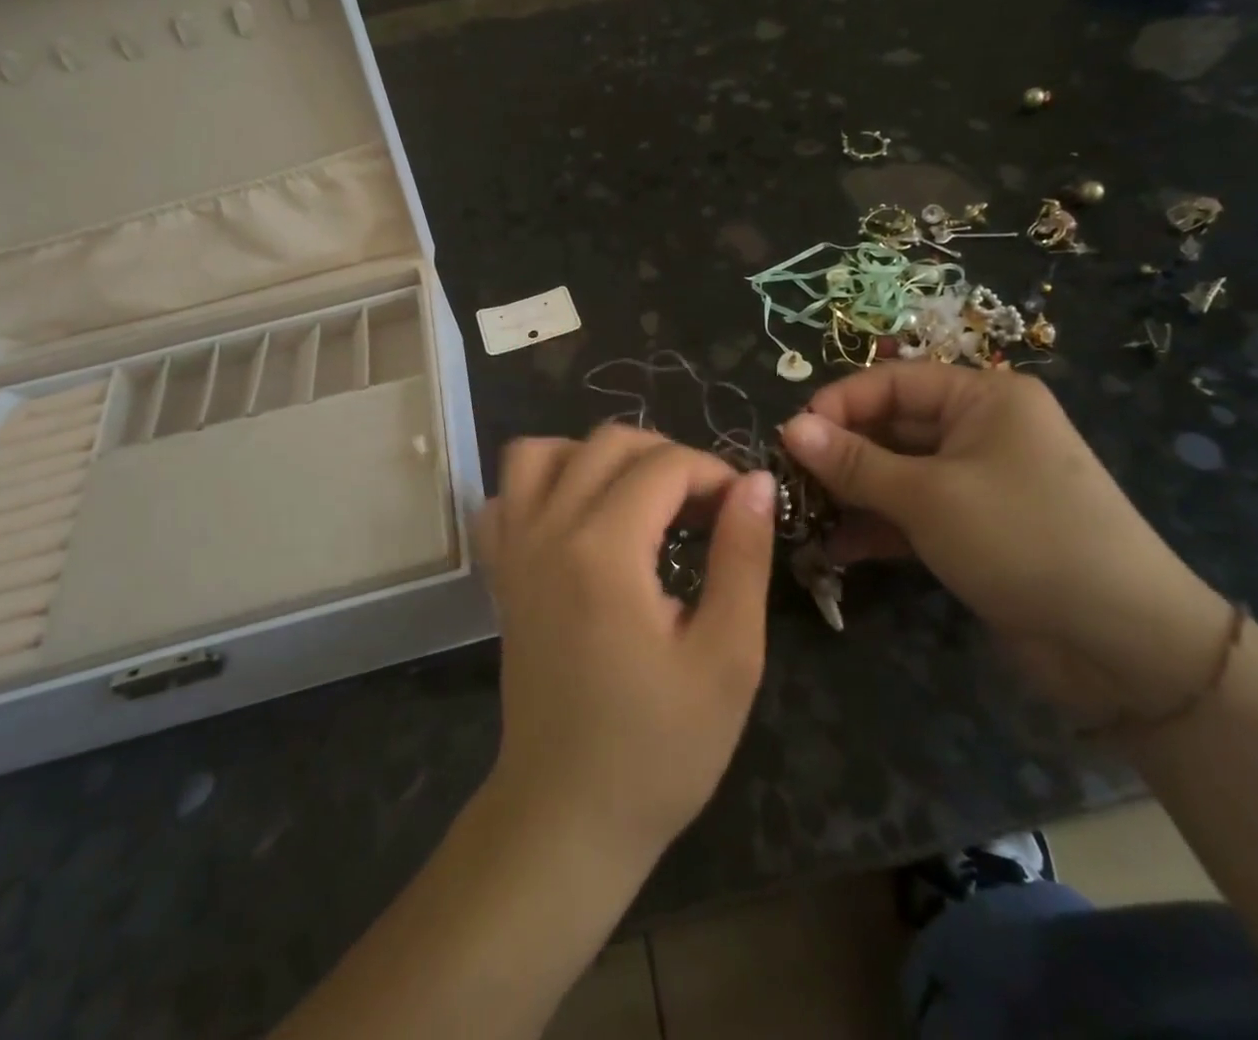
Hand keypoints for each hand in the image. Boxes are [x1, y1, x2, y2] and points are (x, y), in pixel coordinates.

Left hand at [476, 425, 776, 861]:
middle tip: (704, 506)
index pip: (664, 465)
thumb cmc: (658, 748)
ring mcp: (513, 549)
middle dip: (667, 457)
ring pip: (541, 452)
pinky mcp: (500, 573)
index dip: (714, 472)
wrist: (566, 815)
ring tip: (638, 496)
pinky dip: (541, 485)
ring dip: (596, 456)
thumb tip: (756, 481)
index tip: (743, 508)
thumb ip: (742, 557)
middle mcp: (548, 530)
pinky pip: (505, 496)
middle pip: (607, 442)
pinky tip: (577, 518)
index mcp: (604, 550)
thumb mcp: (727, 658)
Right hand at [781, 364, 1231, 723]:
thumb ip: (854, 463)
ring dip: (851, 494)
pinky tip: (834, 549)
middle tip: (787, 481)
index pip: (892, 382)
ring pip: (897, 474)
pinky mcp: (975, 529)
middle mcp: (981, 430)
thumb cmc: (1023, 539)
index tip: (789, 437)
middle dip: (839, 455)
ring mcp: (978, 482)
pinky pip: (913, 513)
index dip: (837, 405)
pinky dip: (877, 526)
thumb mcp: (928, 496)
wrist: (1125, 645)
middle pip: (891, 427)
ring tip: (801, 516)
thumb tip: (790, 428)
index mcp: (983, 398)